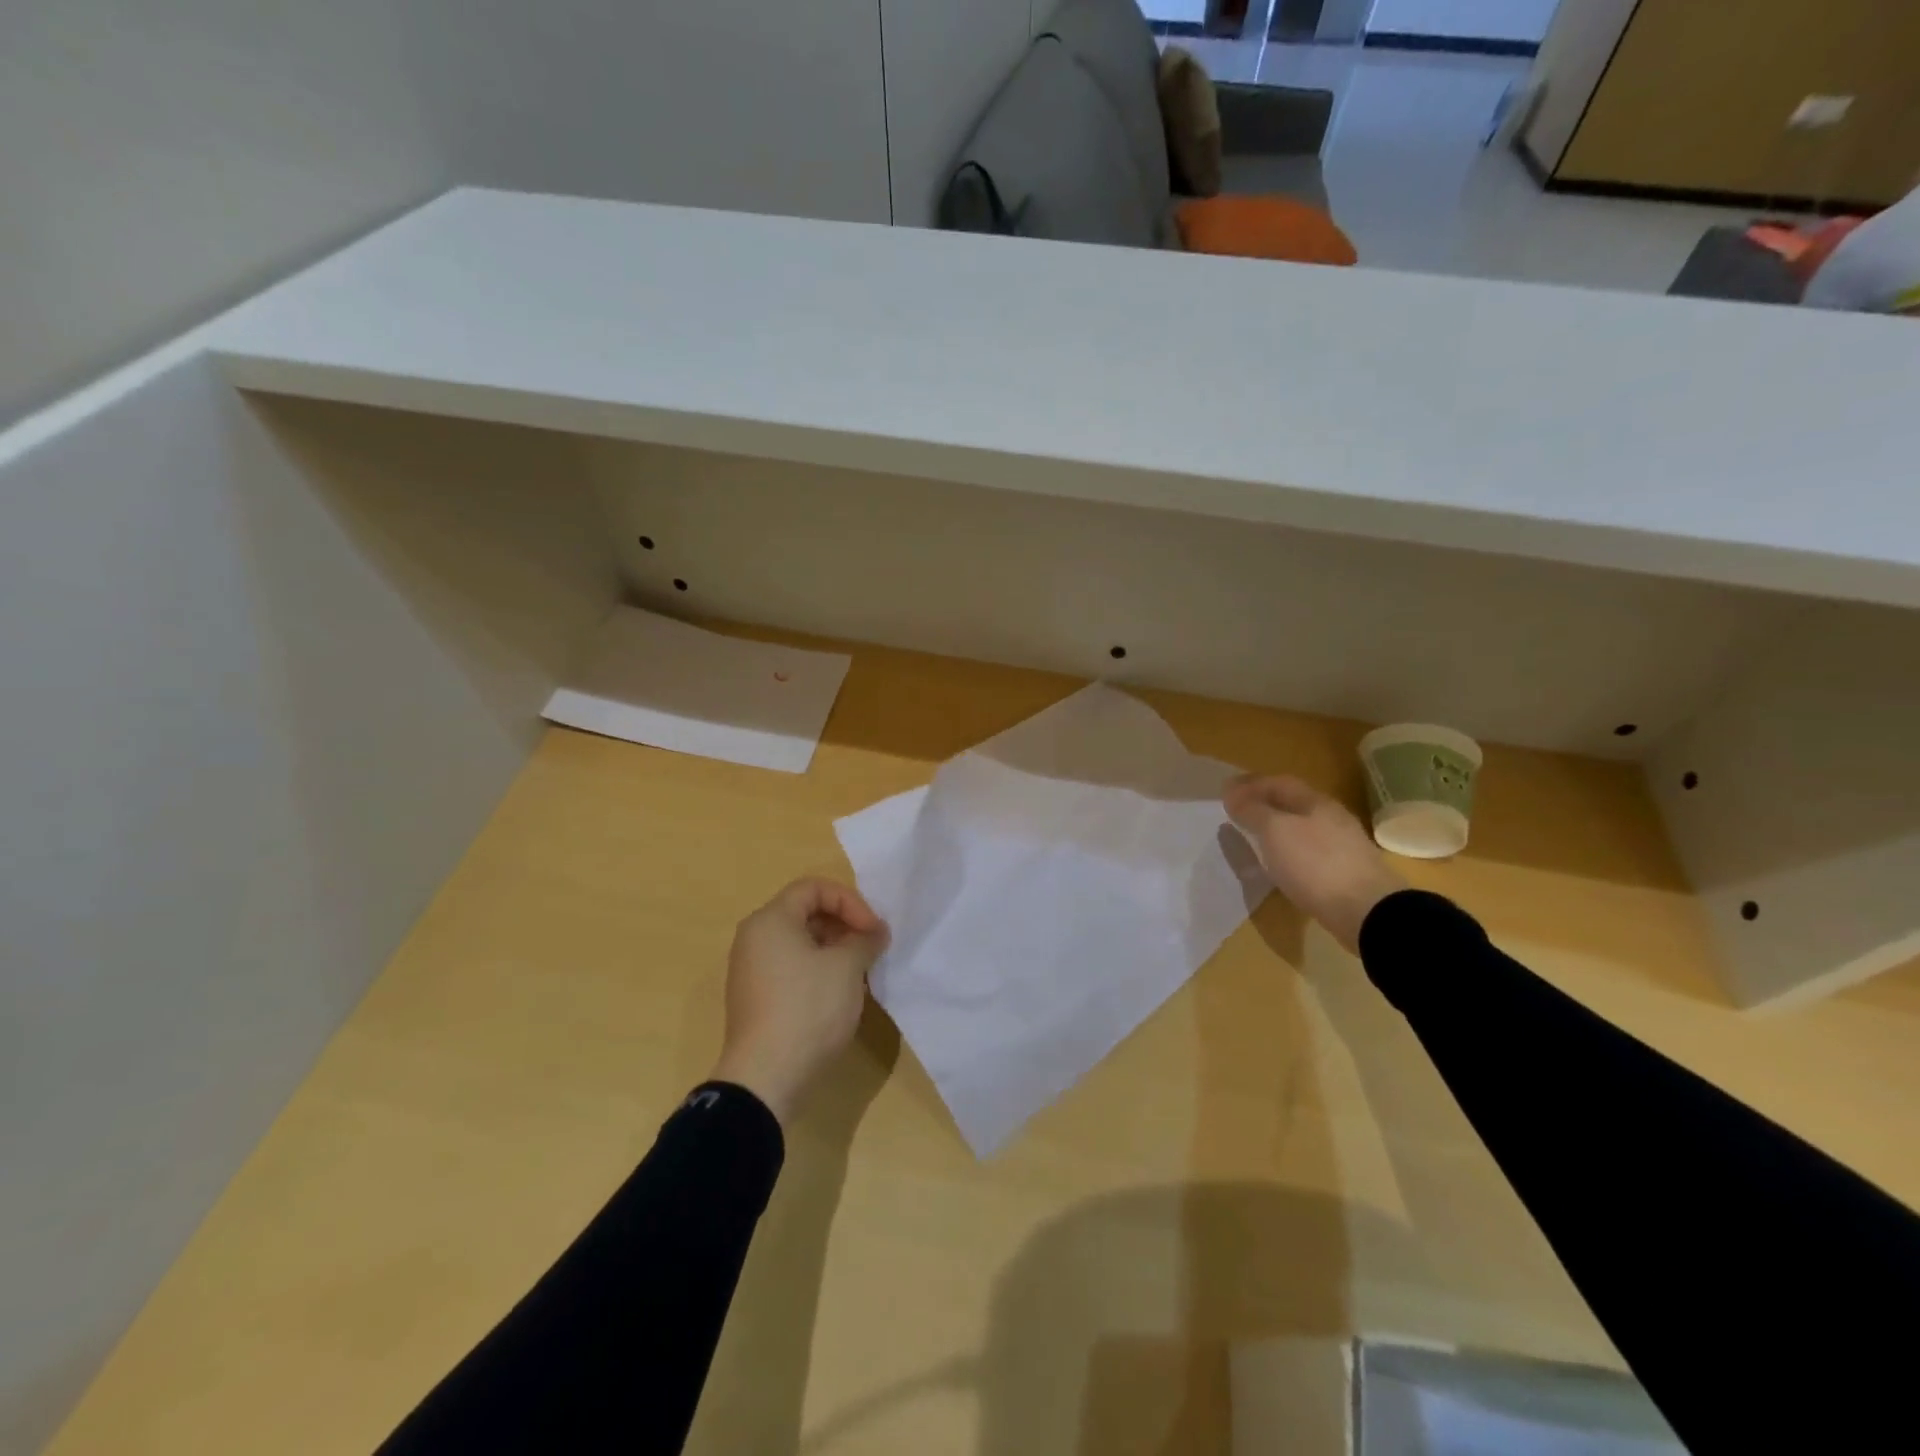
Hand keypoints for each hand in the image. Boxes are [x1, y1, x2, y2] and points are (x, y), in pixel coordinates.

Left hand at [709, 878, 890, 1125]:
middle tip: (870, 949)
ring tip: (859, 972)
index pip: (814, 888)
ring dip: (834, 950)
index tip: (873, 930)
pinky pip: (790, 969)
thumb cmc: (808, 1008)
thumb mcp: (847, 967)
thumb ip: (865, 939)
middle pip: (805, 913)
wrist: (765, 1077)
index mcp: (770, 920)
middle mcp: (754, 938)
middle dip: (844, 925)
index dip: (850, 901)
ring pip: (800, 943)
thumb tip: (875, 932)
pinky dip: (817, 971)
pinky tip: (839, 995)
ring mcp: (750, 970)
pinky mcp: (755, 999)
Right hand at [1224, 774, 1405, 954]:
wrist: (1367, 911)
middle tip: (1237, 812)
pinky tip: (1278, 864)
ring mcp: (1341, 846)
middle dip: (1263, 804)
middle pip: (1292, 804)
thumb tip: (1232, 793)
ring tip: (1253, 838)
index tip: (1225, 791)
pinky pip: (1307, 852)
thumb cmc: (1315, 863)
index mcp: (1315, 802)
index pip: (1279, 783)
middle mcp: (1331, 818)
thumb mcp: (1275, 831)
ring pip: (1300, 828)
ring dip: (1274, 828)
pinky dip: (1287, 851)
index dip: (1251, 784)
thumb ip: (1252, 810)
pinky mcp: (1343, 873)